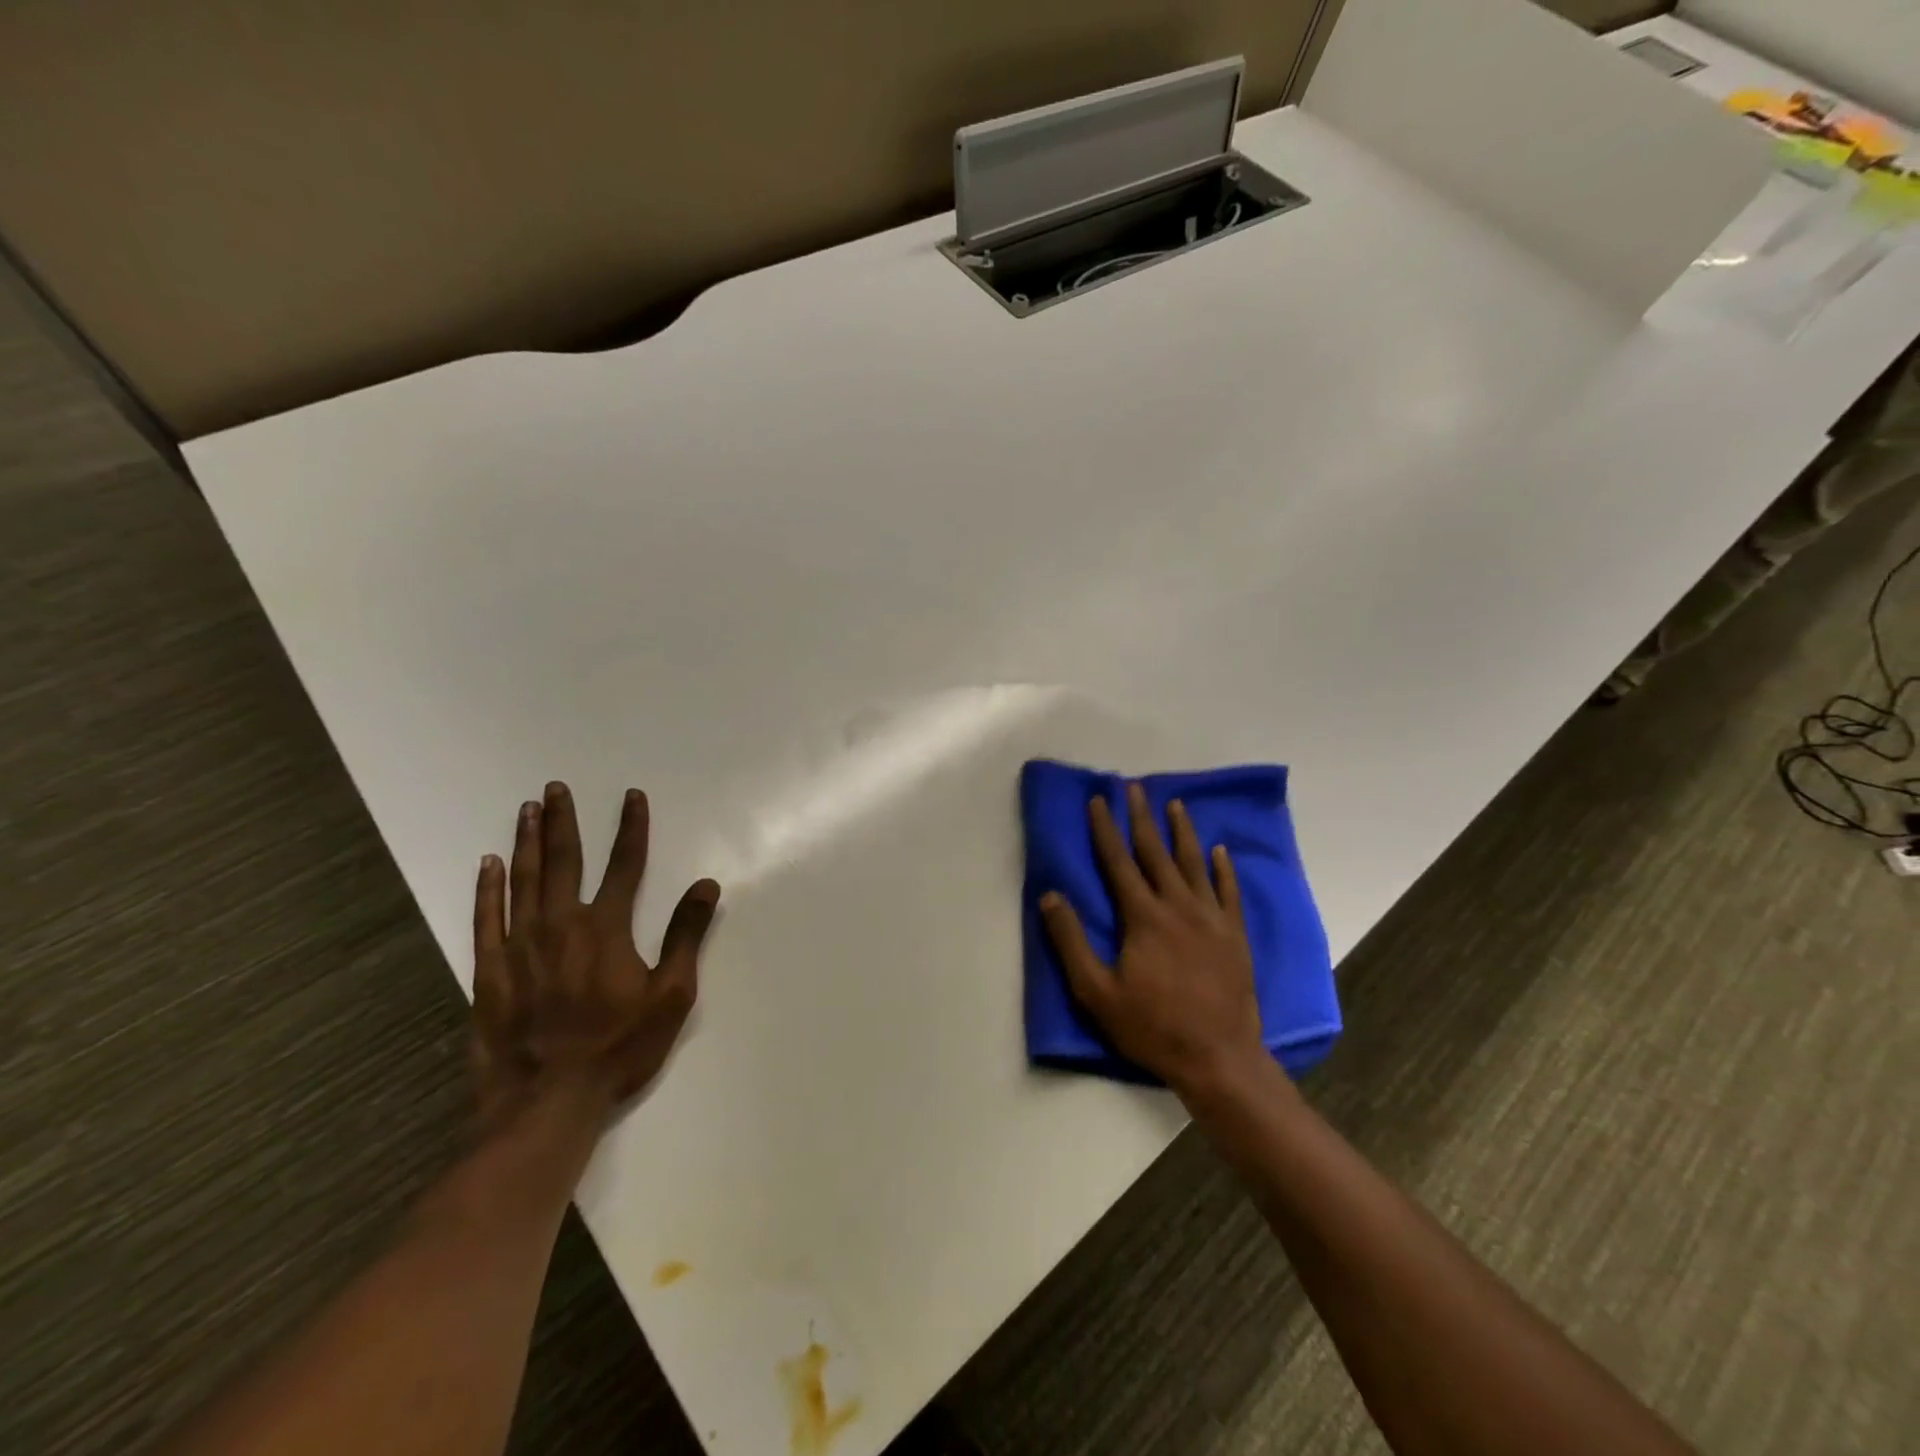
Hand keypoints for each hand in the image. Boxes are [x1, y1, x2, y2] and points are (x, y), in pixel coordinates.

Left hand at [471, 782, 719, 1130]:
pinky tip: (487, 865)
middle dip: (562, 821)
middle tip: (556, 788)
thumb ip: (686, 936)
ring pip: (523, 880)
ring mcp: (520, 946)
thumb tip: (706, 885)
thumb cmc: (619, 1048)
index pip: (625, 864)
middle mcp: (562, 924)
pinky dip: (487, 888)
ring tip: (527, 809)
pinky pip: (486, 918)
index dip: (632, 827)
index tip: (632, 796)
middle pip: (564, 860)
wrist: (546, 1101)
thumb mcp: (672, 995)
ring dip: (526, 842)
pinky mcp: (489, 971)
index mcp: (607, 928)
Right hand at [1040, 782, 1269, 1097]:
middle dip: (1142, 818)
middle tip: (1135, 788)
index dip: (1105, 829)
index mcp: (1143, 917)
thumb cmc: (1152, 1026)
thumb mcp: (1096, 991)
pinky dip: (1224, 868)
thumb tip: (1051, 895)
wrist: (1219, 1057)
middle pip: (1156, 853)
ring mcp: (1212, 918)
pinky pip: (1229, 891)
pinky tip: (1220, 851)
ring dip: (1182, 832)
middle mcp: (1178, 906)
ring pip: (1195, 864)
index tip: (1099, 800)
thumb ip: (1071, 941)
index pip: (1118, 862)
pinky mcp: (1236, 935)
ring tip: (1174, 804)